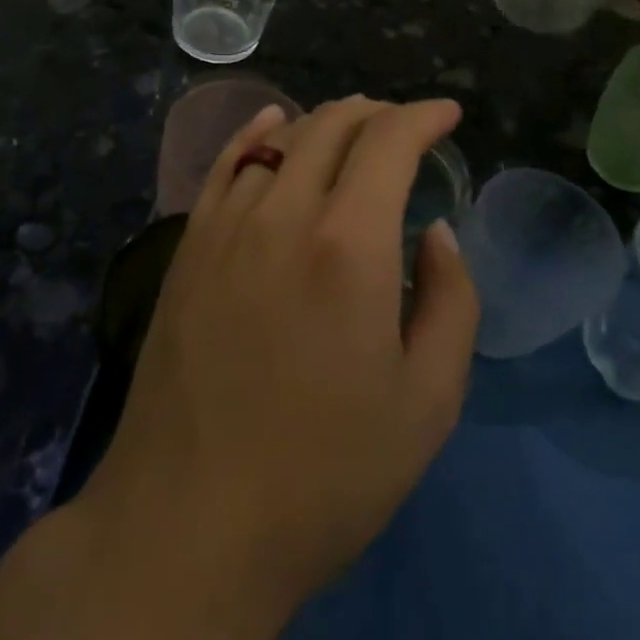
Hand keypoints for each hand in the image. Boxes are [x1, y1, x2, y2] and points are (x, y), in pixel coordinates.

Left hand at [79, 95, 477, 622]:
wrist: (190, 526)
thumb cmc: (326, 474)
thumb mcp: (428, 402)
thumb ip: (451, 301)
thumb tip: (435, 232)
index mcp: (350, 246)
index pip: (390, 141)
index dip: (424, 116)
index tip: (448, 115)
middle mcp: (285, 214)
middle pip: (333, 126)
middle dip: (378, 113)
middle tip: (405, 127)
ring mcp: (227, 226)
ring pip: (280, 139)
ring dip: (326, 124)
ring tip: (353, 133)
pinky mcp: (188, 248)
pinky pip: (225, 165)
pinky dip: (257, 134)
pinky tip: (271, 126)